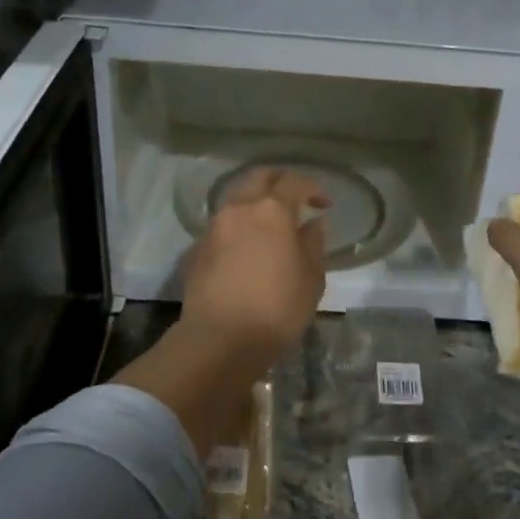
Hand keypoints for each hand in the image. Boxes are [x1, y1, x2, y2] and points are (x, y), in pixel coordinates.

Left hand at [177, 168, 330, 375]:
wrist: (220, 340)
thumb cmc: (277, 308)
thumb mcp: (311, 278)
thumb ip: (314, 244)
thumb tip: (312, 224)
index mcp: (271, 211)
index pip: (293, 183)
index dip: (312, 188)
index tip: (323, 204)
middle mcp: (238, 209)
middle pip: (257, 178)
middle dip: (278, 181)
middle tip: (294, 198)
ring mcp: (213, 228)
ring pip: (235, 200)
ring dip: (254, 203)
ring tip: (270, 225)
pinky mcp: (196, 250)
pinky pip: (222, 226)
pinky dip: (238, 227)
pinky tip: (247, 249)